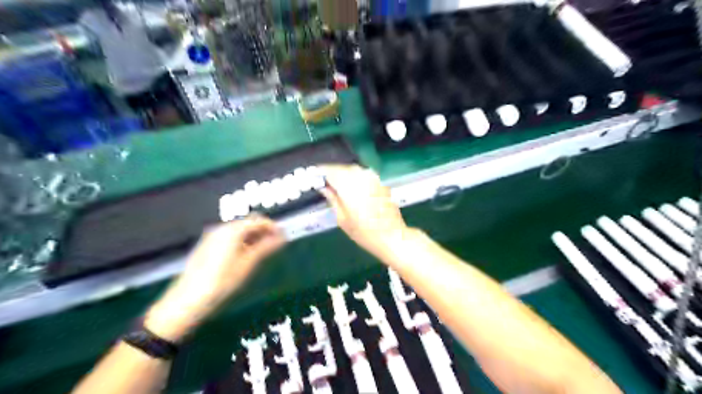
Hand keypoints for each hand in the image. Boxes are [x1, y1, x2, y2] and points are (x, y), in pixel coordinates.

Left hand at [145, 215, 284, 340]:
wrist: (188, 300)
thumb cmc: (222, 281)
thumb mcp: (248, 264)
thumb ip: (266, 247)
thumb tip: (282, 237)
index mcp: (232, 230)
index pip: (258, 221)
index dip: (273, 227)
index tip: (284, 237)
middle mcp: (221, 228)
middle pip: (248, 223)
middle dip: (264, 231)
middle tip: (276, 244)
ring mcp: (212, 236)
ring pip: (239, 231)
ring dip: (253, 237)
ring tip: (264, 251)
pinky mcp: (207, 245)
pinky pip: (230, 237)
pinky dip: (242, 242)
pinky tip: (246, 255)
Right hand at [320, 163, 411, 257]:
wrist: (393, 236)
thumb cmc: (365, 233)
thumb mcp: (343, 220)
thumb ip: (332, 200)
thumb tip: (324, 187)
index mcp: (349, 186)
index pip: (330, 171)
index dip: (320, 171)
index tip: (313, 175)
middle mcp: (361, 177)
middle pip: (342, 167)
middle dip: (331, 171)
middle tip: (323, 180)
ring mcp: (373, 178)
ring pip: (353, 169)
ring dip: (343, 173)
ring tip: (336, 183)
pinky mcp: (380, 182)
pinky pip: (363, 173)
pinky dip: (354, 176)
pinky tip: (351, 186)